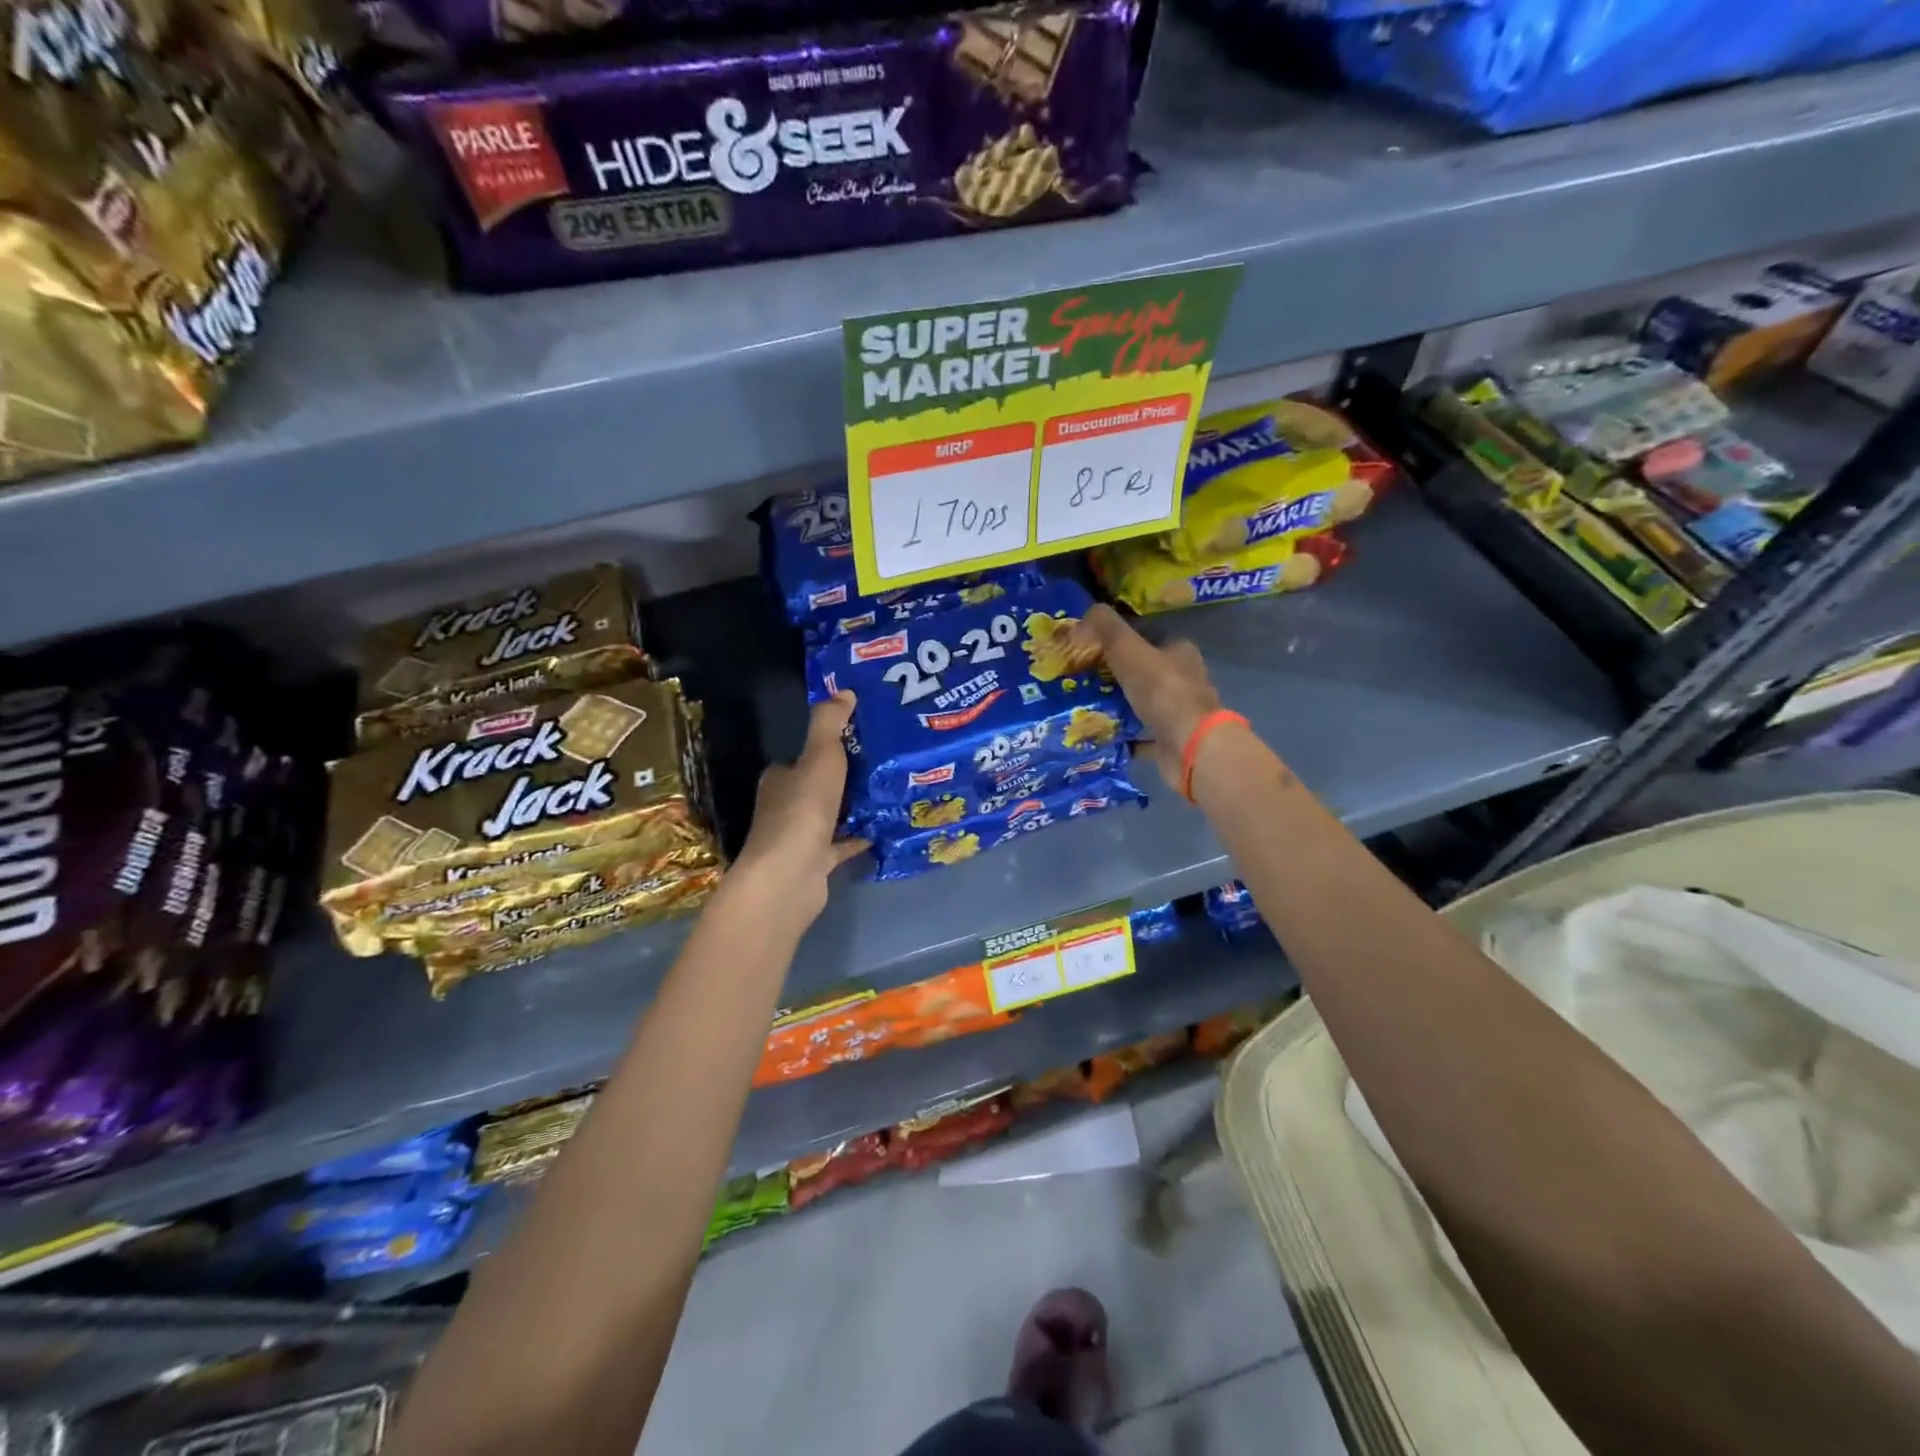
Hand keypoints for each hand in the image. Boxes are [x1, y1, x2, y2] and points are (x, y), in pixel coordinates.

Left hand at [732, 690, 868, 918]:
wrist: (790, 876)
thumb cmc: (803, 810)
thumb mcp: (820, 756)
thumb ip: (830, 723)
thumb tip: (844, 691)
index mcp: (780, 779)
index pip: (802, 757)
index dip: (828, 747)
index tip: (861, 738)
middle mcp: (785, 806)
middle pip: (819, 785)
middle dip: (847, 777)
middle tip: (885, 763)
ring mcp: (800, 837)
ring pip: (832, 815)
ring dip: (856, 806)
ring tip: (892, 791)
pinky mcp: (816, 862)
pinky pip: (843, 844)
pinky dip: (860, 837)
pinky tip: (885, 829)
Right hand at [1071, 604, 1222, 789]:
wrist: (1190, 745)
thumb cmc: (1162, 690)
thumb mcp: (1127, 649)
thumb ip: (1105, 628)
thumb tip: (1081, 618)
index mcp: (1179, 651)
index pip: (1147, 637)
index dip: (1119, 639)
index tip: (1090, 646)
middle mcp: (1183, 680)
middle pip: (1144, 671)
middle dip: (1114, 674)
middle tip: (1080, 677)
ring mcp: (1179, 713)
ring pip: (1142, 704)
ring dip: (1117, 705)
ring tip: (1083, 705)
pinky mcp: (1171, 740)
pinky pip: (1141, 735)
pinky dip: (1123, 734)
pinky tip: (1100, 734)